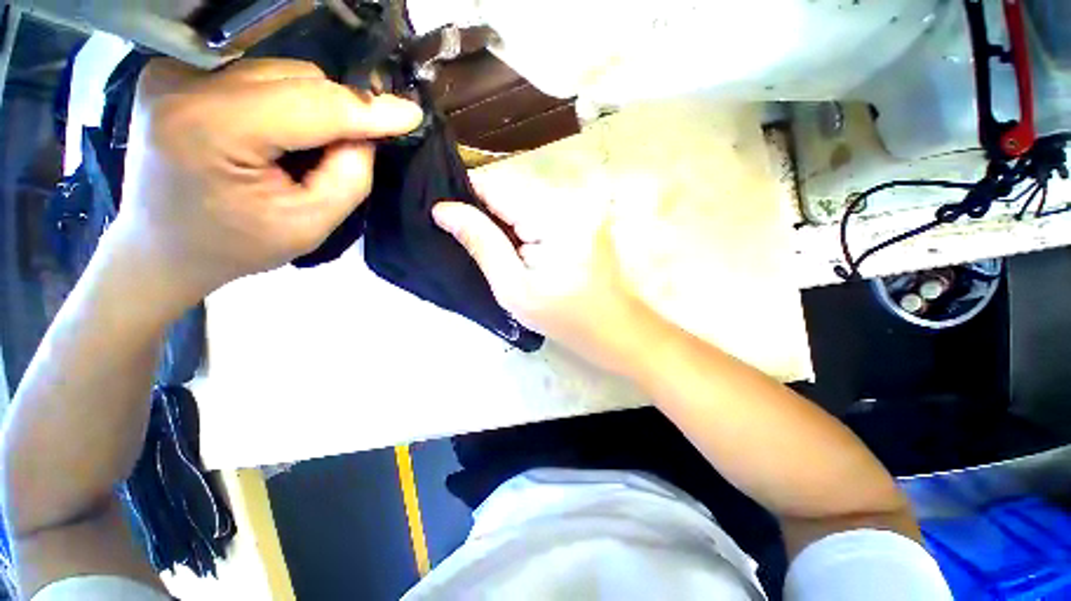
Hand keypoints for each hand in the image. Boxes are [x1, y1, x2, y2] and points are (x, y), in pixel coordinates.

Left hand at [111, 58, 422, 305]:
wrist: (160, 249)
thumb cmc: (234, 247)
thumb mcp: (308, 226)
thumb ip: (349, 177)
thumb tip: (367, 134)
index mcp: (211, 129)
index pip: (311, 103)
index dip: (367, 109)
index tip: (412, 114)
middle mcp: (185, 85)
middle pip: (297, 78)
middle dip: (339, 112)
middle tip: (351, 151)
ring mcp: (174, 74)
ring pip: (281, 71)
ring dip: (313, 107)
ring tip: (307, 149)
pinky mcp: (174, 73)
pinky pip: (257, 76)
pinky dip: (285, 102)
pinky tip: (279, 134)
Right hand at [433, 177, 650, 372]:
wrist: (615, 330)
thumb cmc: (565, 319)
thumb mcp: (514, 288)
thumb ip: (481, 243)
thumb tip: (443, 209)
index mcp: (555, 216)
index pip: (497, 186)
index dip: (466, 195)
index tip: (444, 211)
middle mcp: (573, 199)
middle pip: (512, 194)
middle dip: (489, 215)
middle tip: (473, 243)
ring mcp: (584, 205)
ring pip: (527, 203)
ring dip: (509, 223)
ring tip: (500, 251)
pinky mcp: (587, 216)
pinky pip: (544, 212)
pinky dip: (528, 227)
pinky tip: (523, 250)